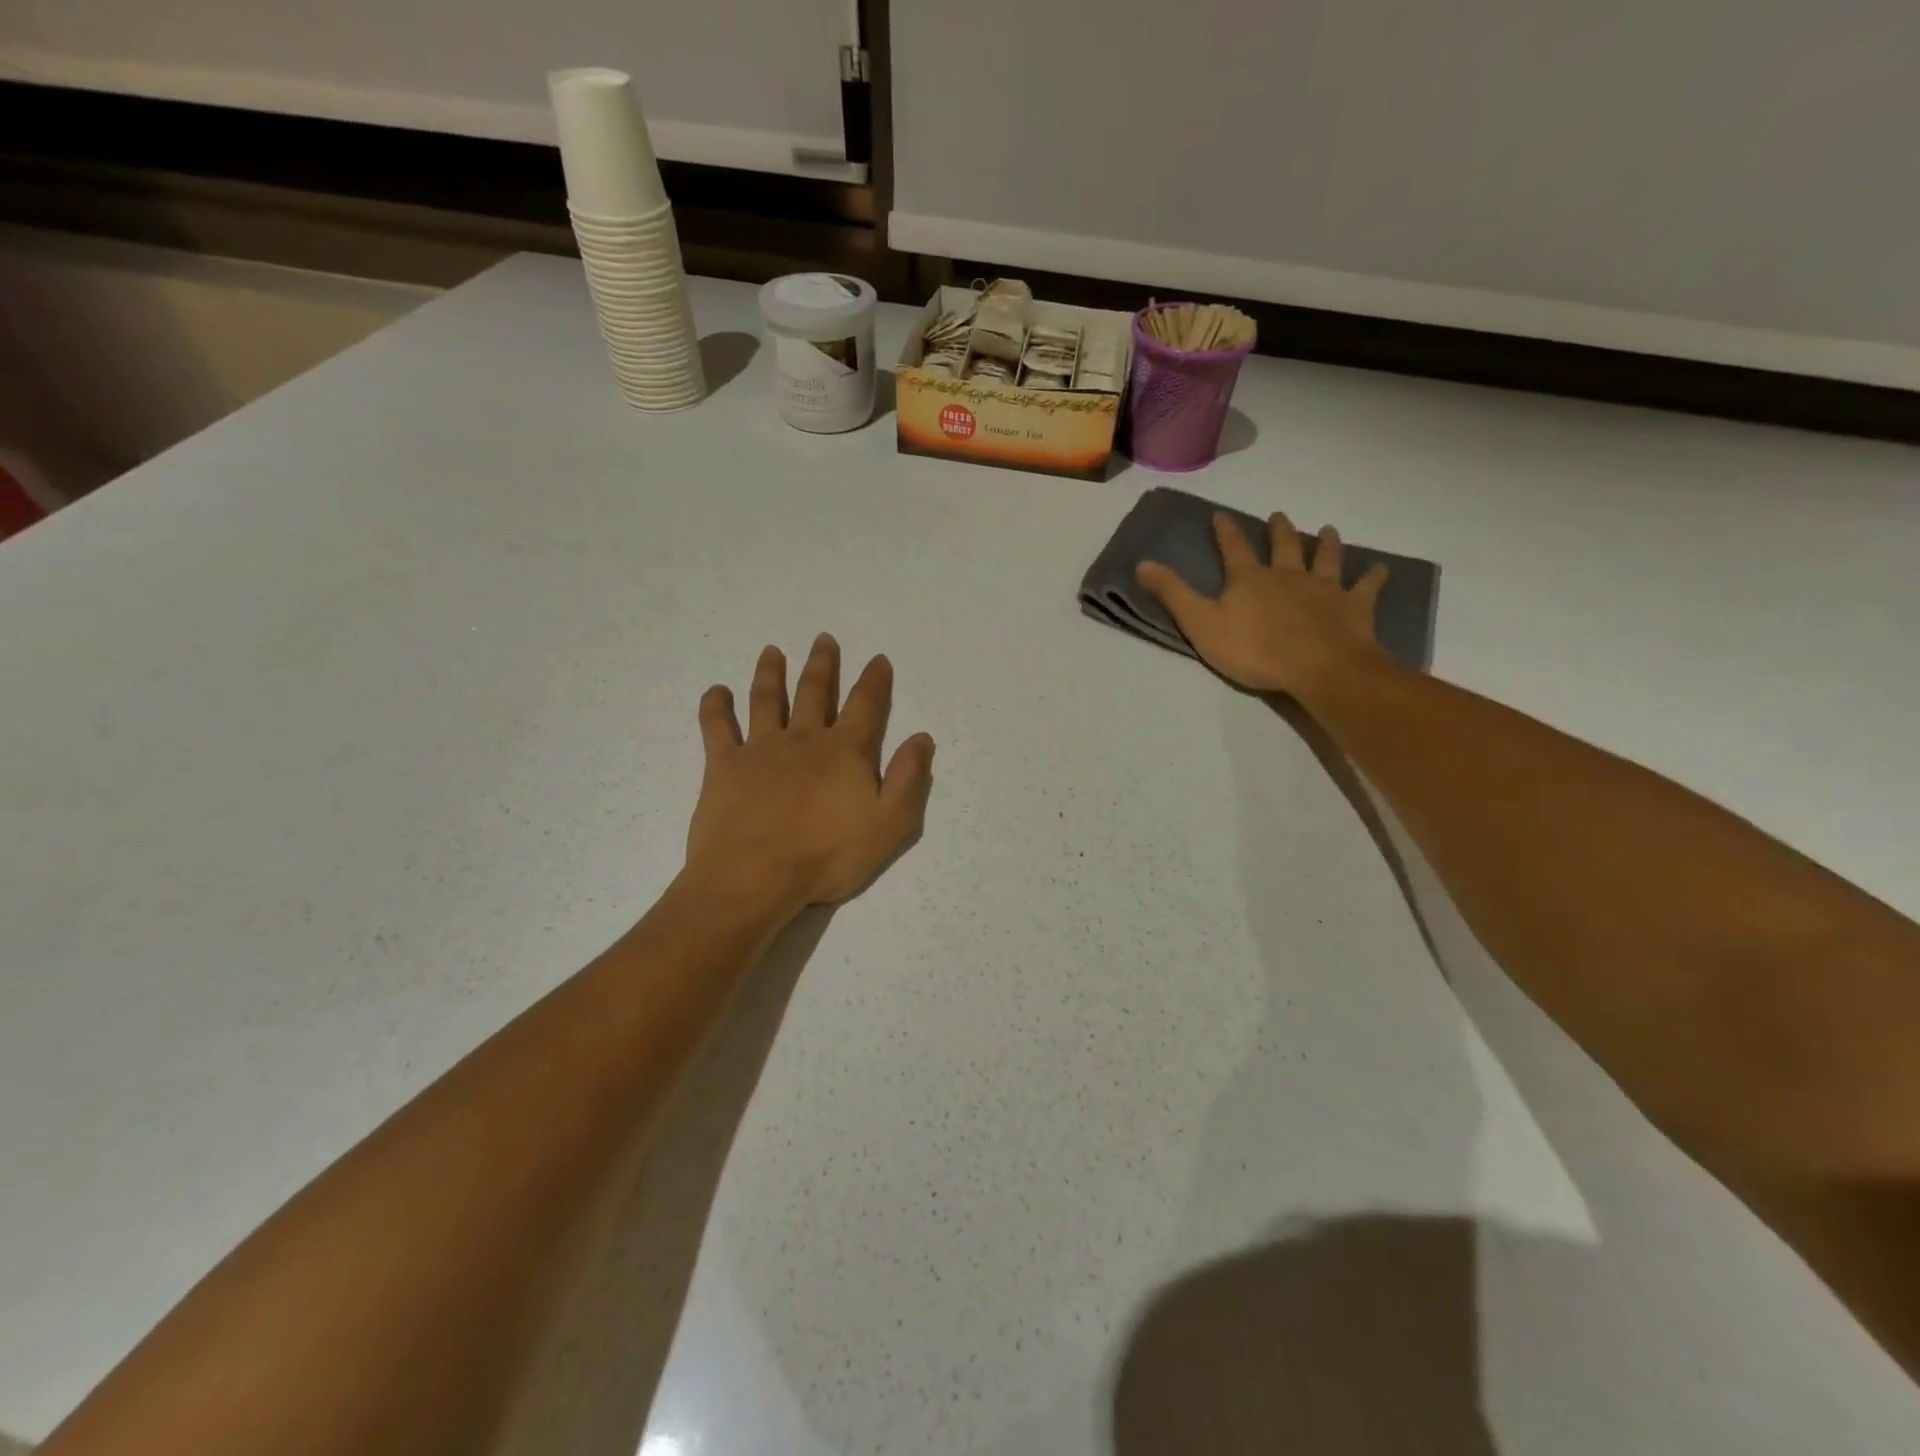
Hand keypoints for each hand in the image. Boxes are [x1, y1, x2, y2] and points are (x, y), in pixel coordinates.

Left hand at [686, 635, 935, 915]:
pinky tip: (716, 691)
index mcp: (845, 752)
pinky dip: (716, 706)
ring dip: (771, 673)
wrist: (754, 877)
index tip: (878, 659)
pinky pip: (717, 727)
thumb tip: (922, 738)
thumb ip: (908, 779)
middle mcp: (804, 739)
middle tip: (823, 639)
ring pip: (767, 699)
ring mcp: (760, 749)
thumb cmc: (827, 856)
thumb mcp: (889, 825)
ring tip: (772, 652)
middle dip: (822, 664)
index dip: (874, 681)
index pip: (866, 706)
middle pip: (814, 692)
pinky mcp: (724, 766)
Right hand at [1135, 513, 1392, 697]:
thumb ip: (1172, 594)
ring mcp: (1324, 588)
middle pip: (1284, 546)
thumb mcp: (1200, 624)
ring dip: (1326, 543)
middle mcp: (1287, 575)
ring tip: (1328, 530)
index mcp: (1249, 579)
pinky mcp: (1354, 607)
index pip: (1233, 549)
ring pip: (1326, 558)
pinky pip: (1366, 587)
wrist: (1317, 667)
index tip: (1220, 515)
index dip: (1224, 532)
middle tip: (1279, 516)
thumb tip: (1141, 563)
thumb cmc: (1253, 649)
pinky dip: (1373, 577)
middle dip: (1279, 530)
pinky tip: (1380, 569)